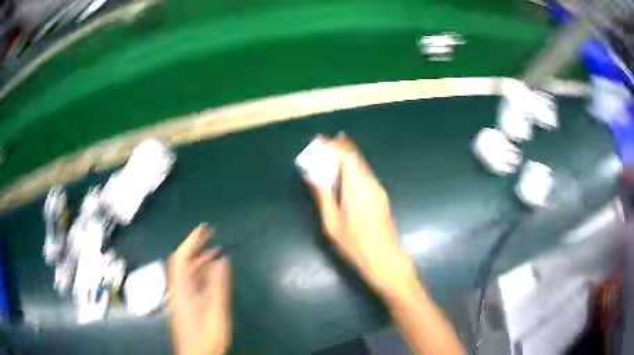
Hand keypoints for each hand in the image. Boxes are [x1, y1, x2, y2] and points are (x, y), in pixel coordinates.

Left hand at [168, 224, 230, 354]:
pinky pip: (192, 281)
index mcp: (182, 288)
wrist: (197, 354)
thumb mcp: (216, 310)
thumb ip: (219, 285)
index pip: (181, 257)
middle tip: (210, 234)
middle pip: (183, 262)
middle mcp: (179, 289)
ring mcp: (183, 296)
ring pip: (188, 271)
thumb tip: (223, 259)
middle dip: (196, 245)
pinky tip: (212, 271)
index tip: (203, 228)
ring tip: (214, 250)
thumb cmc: (206, 335)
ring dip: (200, 259)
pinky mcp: (187, 303)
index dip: (191, 241)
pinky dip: (202, 272)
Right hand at [307, 136, 417, 299]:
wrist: (384, 259)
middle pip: (356, 157)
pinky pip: (365, 174)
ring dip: (347, 158)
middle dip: (340, 148)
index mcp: (356, 188)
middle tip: (324, 145)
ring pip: (362, 165)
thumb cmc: (355, 244)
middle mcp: (370, 183)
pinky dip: (353, 168)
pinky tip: (344, 174)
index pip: (347, 156)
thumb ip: (323, 196)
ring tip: (331, 156)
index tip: (320, 141)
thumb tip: (312, 177)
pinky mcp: (381, 196)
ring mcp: (378, 189)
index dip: (333, 146)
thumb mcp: (332, 223)